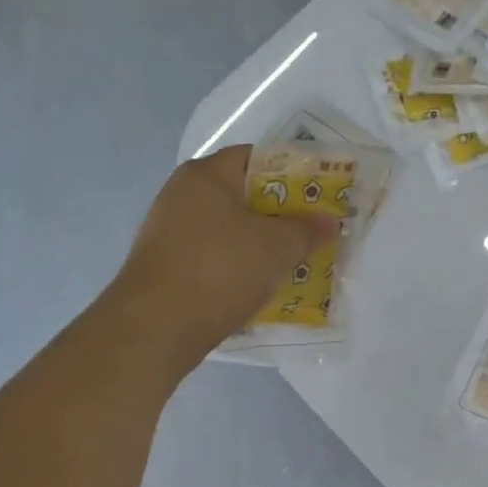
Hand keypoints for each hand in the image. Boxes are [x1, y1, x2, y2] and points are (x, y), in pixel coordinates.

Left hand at [113, 146, 339, 367]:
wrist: (156, 327)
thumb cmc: (219, 269)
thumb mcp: (276, 248)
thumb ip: (307, 230)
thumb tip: (331, 221)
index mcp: (205, 175)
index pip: (257, 159)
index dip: (294, 173)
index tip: (320, 195)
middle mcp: (182, 196)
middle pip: (244, 196)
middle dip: (282, 215)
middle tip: (314, 232)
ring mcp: (171, 232)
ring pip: (231, 231)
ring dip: (262, 245)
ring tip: (295, 262)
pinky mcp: (168, 267)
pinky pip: (215, 258)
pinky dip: (239, 267)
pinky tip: (262, 287)